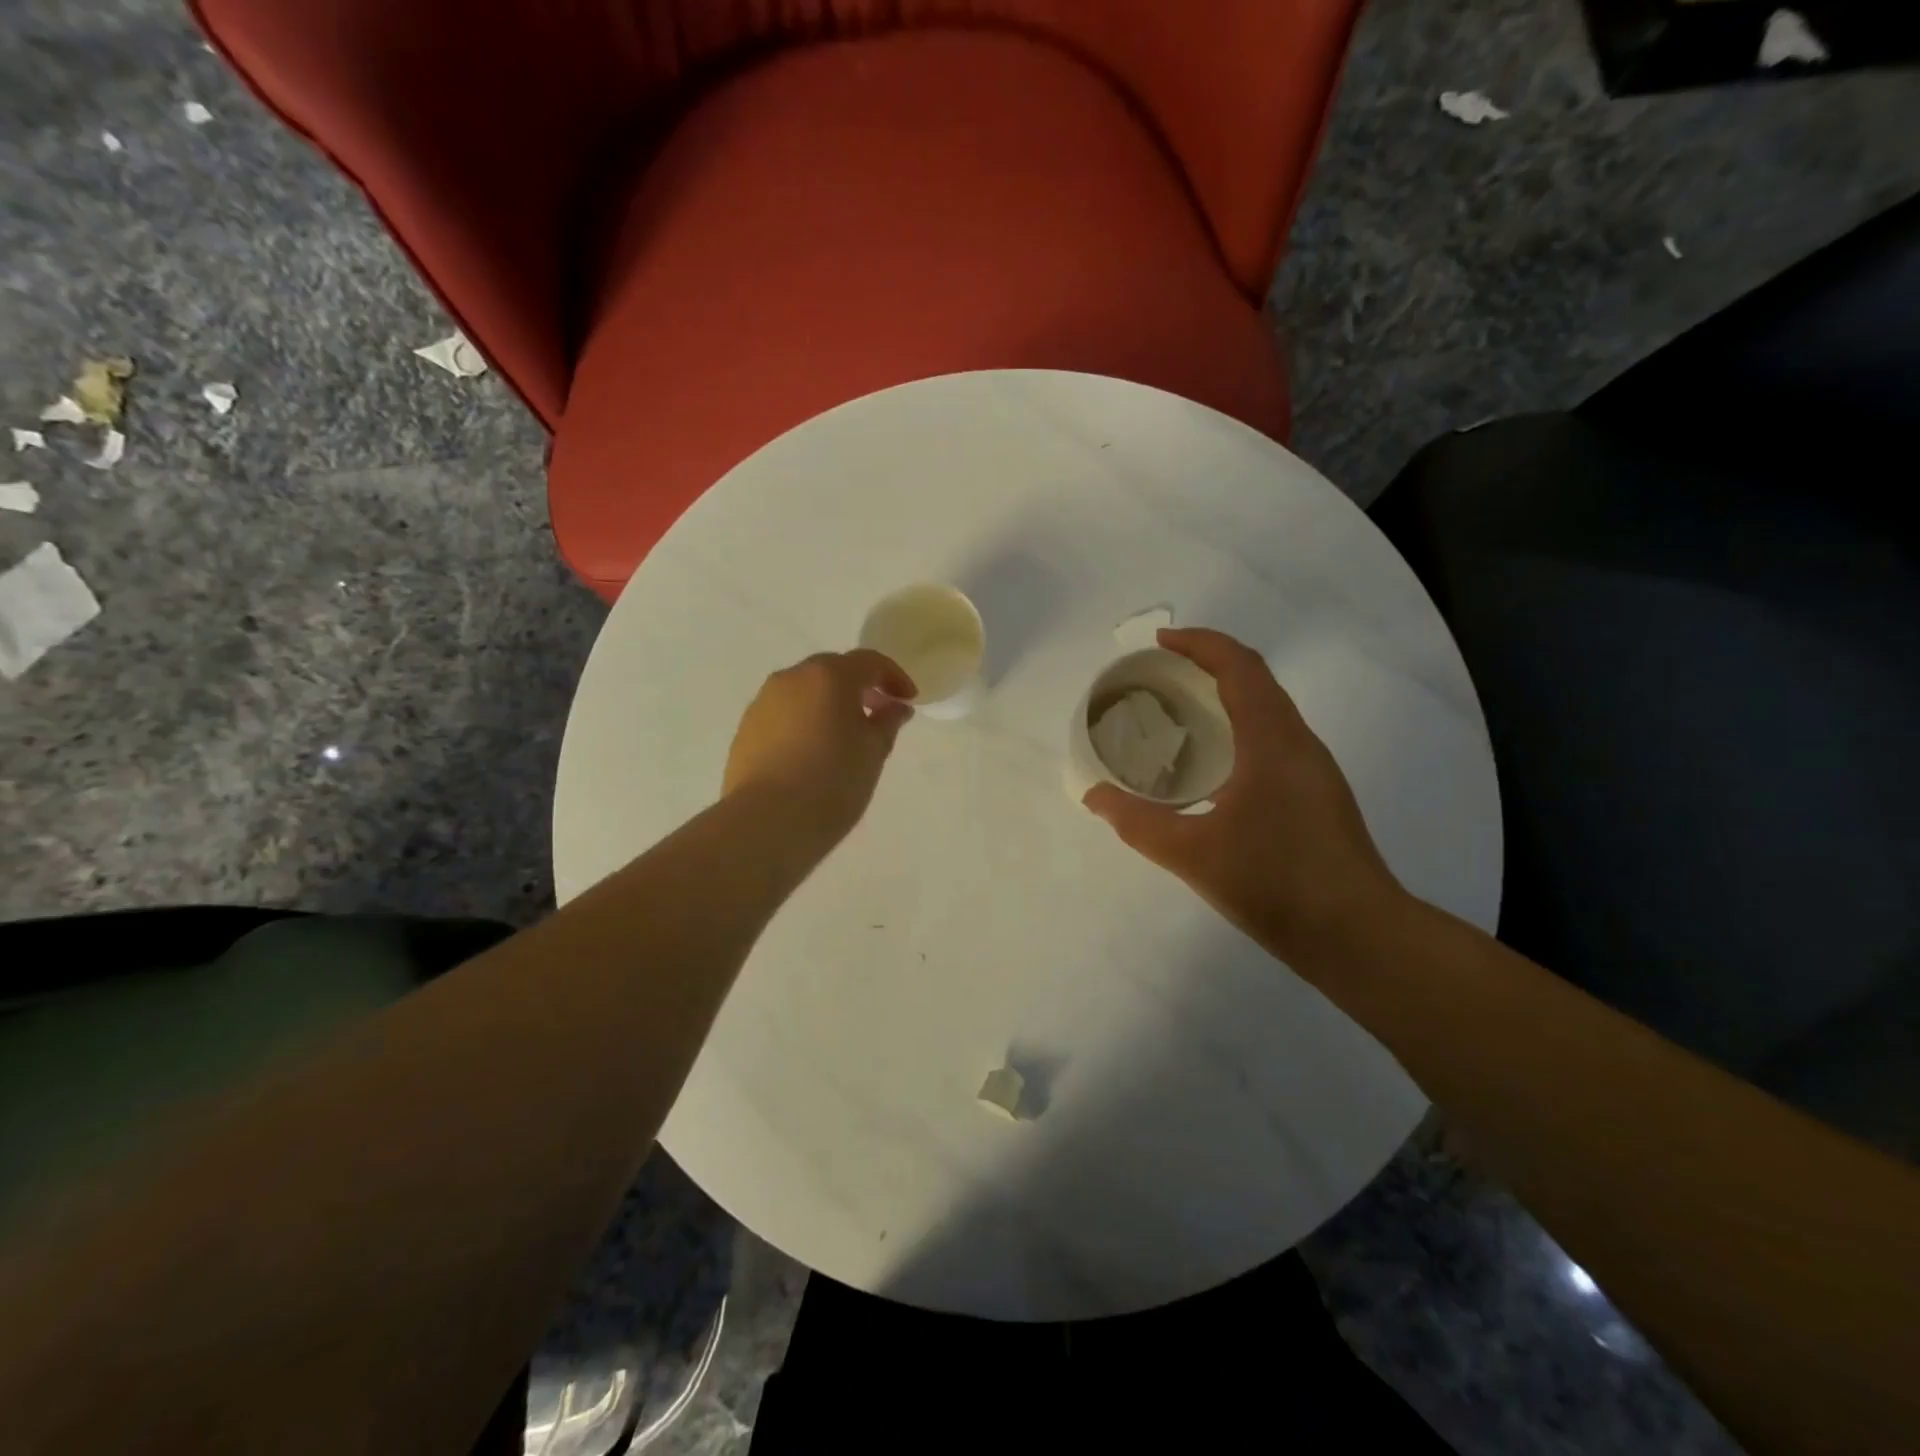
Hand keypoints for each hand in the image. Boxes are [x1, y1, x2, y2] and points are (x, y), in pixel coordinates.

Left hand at [723, 650, 916, 845]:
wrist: (767, 822)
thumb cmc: (833, 782)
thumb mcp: (873, 752)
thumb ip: (887, 722)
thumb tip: (894, 707)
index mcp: (829, 676)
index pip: (869, 662)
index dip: (894, 677)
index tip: (908, 701)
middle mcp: (792, 678)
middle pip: (832, 670)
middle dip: (859, 687)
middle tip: (878, 714)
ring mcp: (763, 702)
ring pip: (804, 691)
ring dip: (828, 703)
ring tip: (844, 736)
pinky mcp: (746, 729)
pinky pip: (784, 713)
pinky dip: (804, 721)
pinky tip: (813, 752)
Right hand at [1082, 628, 1403, 961]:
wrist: (1359, 935)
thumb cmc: (1275, 882)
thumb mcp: (1192, 853)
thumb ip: (1136, 821)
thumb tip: (1094, 796)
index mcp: (1272, 740)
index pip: (1239, 667)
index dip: (1200, 644)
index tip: (1160, 643)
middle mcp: (1299, 743)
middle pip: (1257, 680)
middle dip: (1209, 664)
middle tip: (1162, 675)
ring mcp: (1315, 770)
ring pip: (1270, 710)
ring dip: (1227, 696)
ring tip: (1182, 712)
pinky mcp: (1319, 795)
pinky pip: (1275, 738)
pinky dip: (1241, 728)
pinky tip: (1215, 765)